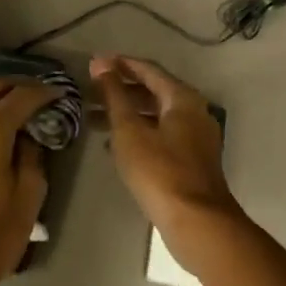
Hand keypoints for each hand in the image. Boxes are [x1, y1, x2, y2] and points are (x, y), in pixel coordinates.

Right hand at [89, 54, 240, 264]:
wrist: (196, 222)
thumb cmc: (159, 171)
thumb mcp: (129, 129)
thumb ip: (114, 94)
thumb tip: (100, 62)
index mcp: (182, 98)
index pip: (148, 69)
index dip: (120, 64)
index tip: (94, 63)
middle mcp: (194, 111)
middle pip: (153, 91)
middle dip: (120, 90)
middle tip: (89, 92)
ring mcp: (196, 137)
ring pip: (156, 115)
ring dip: (126, 113)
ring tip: (93, 119)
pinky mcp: (192, 160)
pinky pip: (161, 134)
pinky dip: (138, 132)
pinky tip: (114, 145)